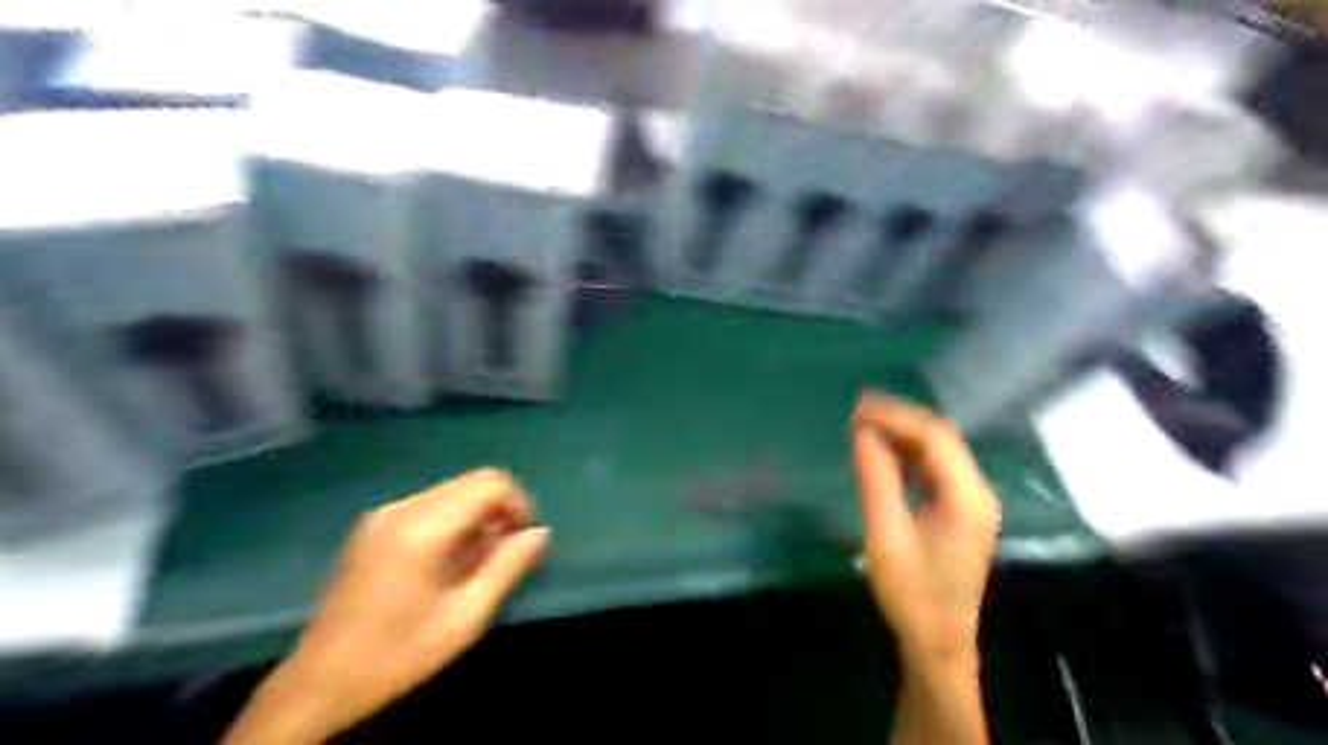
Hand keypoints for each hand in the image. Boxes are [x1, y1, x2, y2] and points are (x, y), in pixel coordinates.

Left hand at [224, 469, 546, 742]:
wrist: (317, 683)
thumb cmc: (397, 655)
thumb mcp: (465, 619)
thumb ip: (508, 568)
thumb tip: (541, 533)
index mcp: (422, 529)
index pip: (489, 483)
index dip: (519, 504)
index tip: (525, 540)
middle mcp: (401, 509)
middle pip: (472, 480)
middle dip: (501, 508)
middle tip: (507, 552)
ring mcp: (383, 514)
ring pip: (453, 490)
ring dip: (478, 514)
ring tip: (479, 560)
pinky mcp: (373, 525)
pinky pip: (431, 503)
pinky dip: (454, 519)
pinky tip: (450, 559)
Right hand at [855, 394, 1001, 658]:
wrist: (938, 642)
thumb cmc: (911, 593)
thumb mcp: (885, 535)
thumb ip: (875, 478)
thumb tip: (861, 431)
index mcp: (968, 497)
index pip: (934, 437)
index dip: (896, 416)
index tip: (857, 408)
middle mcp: (978, 491)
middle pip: (942, 437)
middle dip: (900, 418)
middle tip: (857, 409)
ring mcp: (973, 500)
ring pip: (940, 449)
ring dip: (903, 433)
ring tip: (864, 424)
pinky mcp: (962, 509)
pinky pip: (936, 467)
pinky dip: (909, 453)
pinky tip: (883, 451)